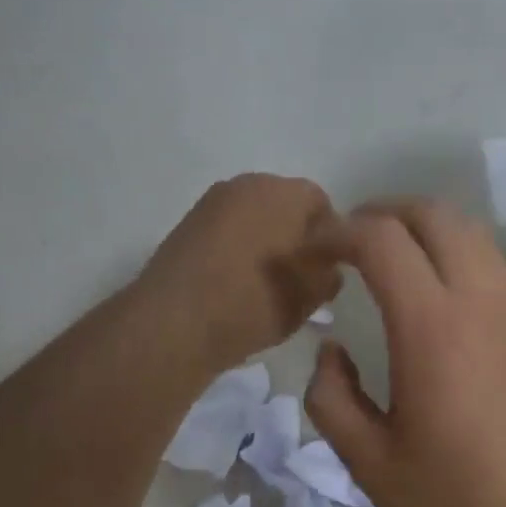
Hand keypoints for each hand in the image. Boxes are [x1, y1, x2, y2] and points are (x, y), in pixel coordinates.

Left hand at [140, 174, 342, 376]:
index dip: (332, 237)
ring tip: (266, 285)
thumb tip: (327, 265)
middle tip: (299, 278)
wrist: (173, 322)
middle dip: (296, 237)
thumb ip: (330, 273)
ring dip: (265, 243)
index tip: (328, 270)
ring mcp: (212, 203)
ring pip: (254, 219)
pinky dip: (238, 251)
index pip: (322, 204)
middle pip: (285, 206)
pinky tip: (236, 285)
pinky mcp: (187, 226)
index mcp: (285, 192)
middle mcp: (248, 184)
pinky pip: (227, 232)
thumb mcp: (311, 295)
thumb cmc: (254, 302)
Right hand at [305, 200, 505, 506]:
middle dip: (382, 211)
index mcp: (431, 328)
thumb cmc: (453, 505)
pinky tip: (433, 283)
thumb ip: (332, 397)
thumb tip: (329, 351)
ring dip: (422, 224)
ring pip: (469, 230)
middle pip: (433, 214)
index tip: (309, 251)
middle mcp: (477, 302)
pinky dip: (455, 246)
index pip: (381, 240)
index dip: (337, 233)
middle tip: (344, 240)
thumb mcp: (369, 462)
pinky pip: (490, 259)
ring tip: (384, 252)